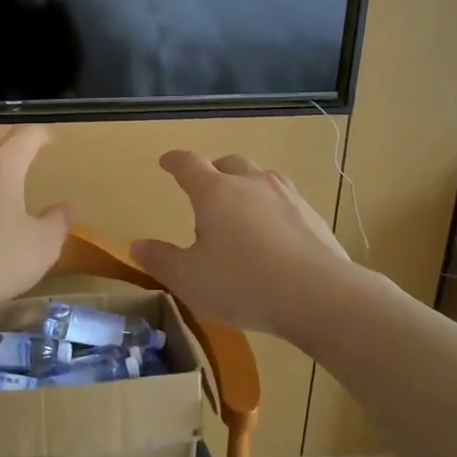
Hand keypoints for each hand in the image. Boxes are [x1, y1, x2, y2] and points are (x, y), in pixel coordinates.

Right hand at [132, 152, 349, 339]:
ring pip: (262, 177)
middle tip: (205, 188)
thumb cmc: (242, 283)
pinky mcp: (313, 217)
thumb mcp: (189, 279)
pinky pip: (286, 201)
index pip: (189, 164)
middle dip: (214, 171)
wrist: (319, 296)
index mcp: (215, 192)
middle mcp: (251, 184)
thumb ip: (161, 260)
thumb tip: (137, 245)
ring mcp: (287, 197)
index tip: (166, 161)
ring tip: (241, 206)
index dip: (174, 161)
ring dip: (247, 185)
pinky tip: (274, 232)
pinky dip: (272, 208)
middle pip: (229, 164)